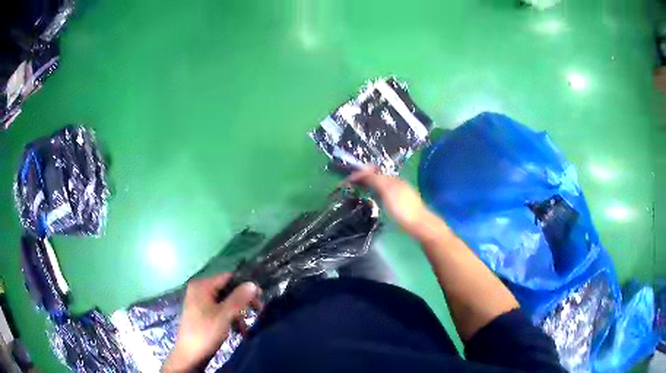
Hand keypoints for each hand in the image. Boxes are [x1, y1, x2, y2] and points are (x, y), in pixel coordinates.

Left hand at [163, 274, 258, 372]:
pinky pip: (220, 310)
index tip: (260, 297)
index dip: (245, 285)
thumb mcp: (224, 315)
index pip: (228, 277)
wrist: (190, 354)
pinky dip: (230, 318)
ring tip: (245, 327)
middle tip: (258, 311)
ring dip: (238, 314)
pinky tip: (238, 330)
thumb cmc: (206, 331)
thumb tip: (253, 283)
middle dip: (242, 302)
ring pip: (225, 302)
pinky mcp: (202, 313)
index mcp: (202, 285)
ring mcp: (200, 301)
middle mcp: (200, 289)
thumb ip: (239, 298)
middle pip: (227, 290)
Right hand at [347, 168, 428, 234]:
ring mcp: (399, 193)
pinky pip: (384, 193)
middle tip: (349, 185)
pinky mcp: (400, 203)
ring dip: (368, 185)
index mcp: (392, 179)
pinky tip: (372, 199)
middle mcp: (396, 183)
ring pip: (380, 185)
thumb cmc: (402, 208)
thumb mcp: (387, 191)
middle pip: (376, 176)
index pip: (372, 171)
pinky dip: (374, 192)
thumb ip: (375, 180)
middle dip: (362, 178)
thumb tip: (362, 171)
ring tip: (357, 190)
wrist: (419, 224)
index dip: (359, 174)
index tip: (346, 181)